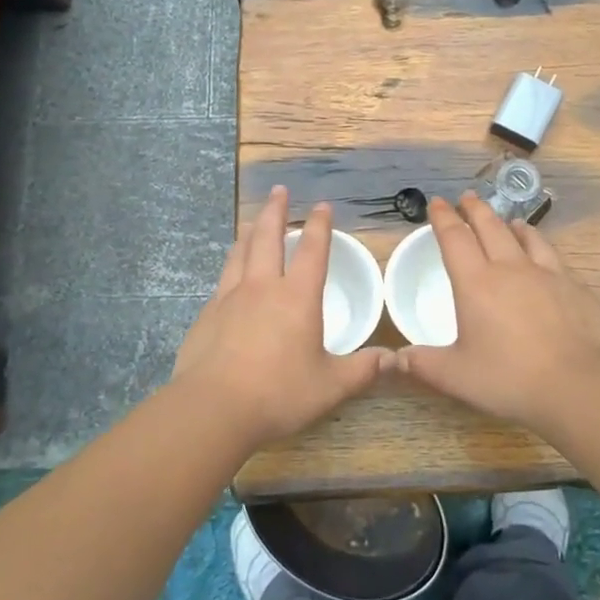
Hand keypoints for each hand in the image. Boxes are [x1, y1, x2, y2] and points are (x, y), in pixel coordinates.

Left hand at [173, 187, 386, 445]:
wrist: (213, 408)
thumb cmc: (279, 393)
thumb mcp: (330, 386)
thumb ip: (362, 370)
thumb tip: (392, 359)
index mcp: (297, 297)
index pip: (312, 250)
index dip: (319, 226)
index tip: (321, 206)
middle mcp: (262, 287)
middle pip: (267, 237)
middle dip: (275, 212)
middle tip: (278, 191)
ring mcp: (229, 298)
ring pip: (240, 253)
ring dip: (249, 232)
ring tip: (252, 220)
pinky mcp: (206, 315)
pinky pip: (222, 279)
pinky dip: (231, 265)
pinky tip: (230, 273)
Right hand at [392, 192, 599, 431]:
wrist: (578, 385)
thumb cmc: (509, 378)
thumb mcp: (456, 376)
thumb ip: (423, 364)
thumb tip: (396, 358)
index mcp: (476, 283)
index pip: (455, 238)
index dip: (443, 218)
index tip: (437, 202)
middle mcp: (510, 269)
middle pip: (491, 227)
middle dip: (476, 210)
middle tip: (468, 197)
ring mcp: (548, 275)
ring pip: (527, 237)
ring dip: (512, 225)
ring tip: (509, 221)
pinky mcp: (576, 288)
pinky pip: (555, 258)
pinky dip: (542, 248)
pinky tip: (547, 258)